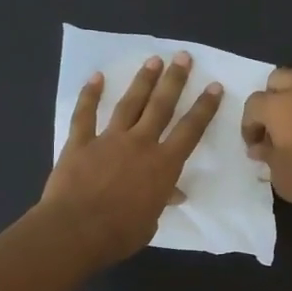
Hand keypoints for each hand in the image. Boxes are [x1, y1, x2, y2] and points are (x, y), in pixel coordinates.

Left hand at [40, 53, 222, 267]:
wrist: (76, 230)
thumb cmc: (120, 233)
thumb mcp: (150, 222)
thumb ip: (160, 201)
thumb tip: (173, 194)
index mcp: (163, 165)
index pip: (190, 130)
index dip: (204, 108)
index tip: (214, 86)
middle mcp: (140, 144)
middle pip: (161, 106)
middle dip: (175, 80)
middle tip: (183, 57)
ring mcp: (109, 140)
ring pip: (129, 104)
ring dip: (142, 81)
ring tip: (154, 61)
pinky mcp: (80, 143)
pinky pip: (85, 114)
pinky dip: (90, 95)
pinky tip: (97, 77)